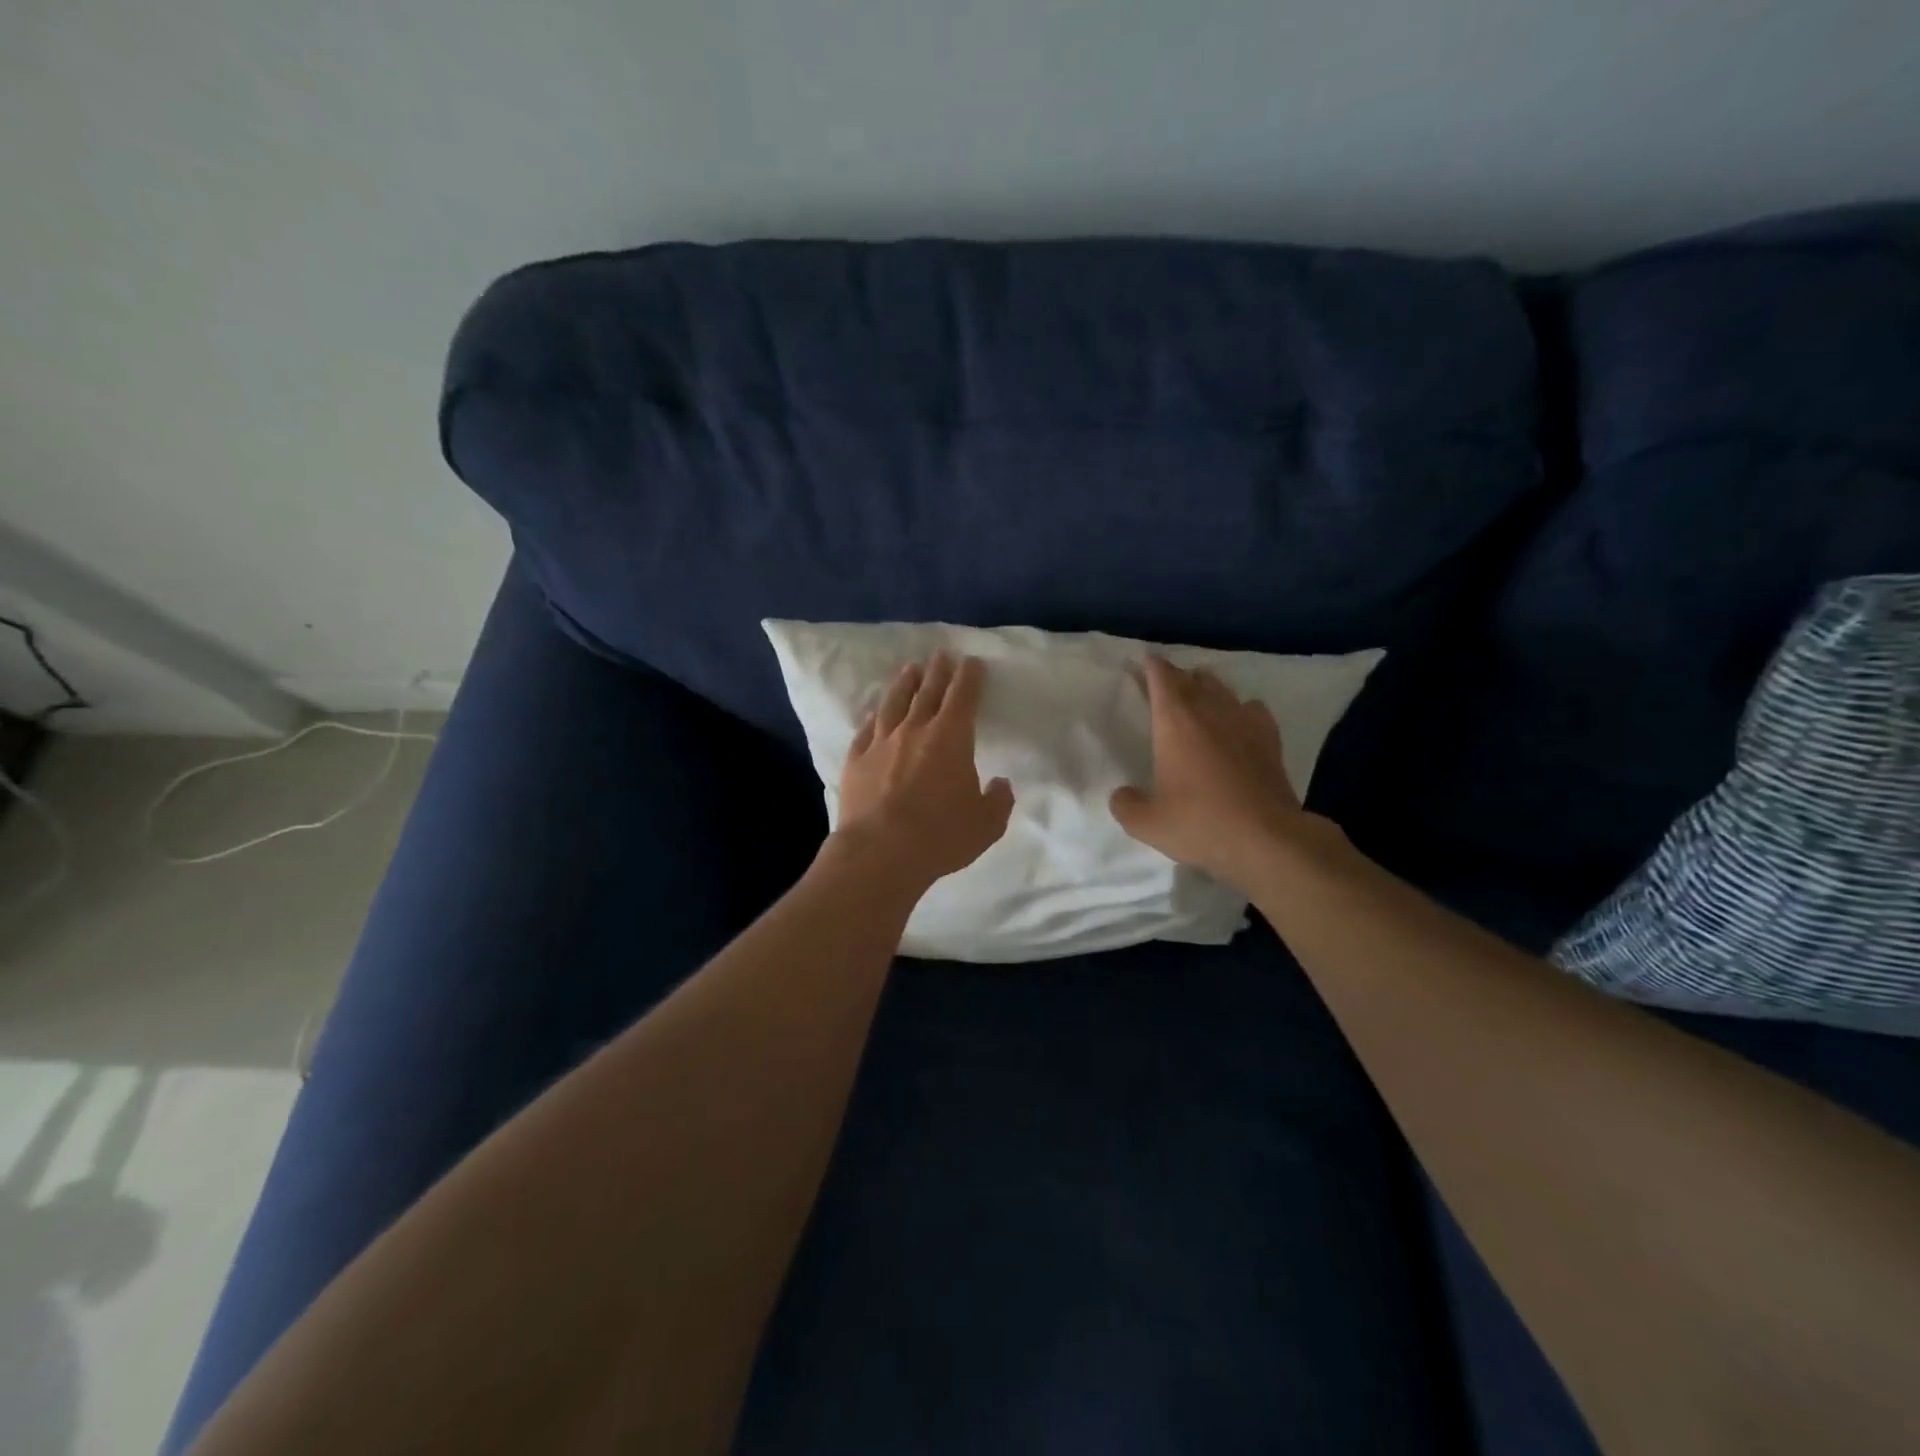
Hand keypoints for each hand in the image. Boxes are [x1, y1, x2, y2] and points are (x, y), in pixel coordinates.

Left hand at [829, 652, 1014, 893]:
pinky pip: (866, 730)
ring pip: (894, 703)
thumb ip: (997, 800)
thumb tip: (1000, 784)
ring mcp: (881, 743)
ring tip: (910, 669)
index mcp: (951, 738)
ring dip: (904, 684)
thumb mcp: (986, 824)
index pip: (963, 696)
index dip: (969, 677)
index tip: (972, 662)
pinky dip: (873, 718)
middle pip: (928, 691)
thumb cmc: (941, 836)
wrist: (880, 852)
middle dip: (938, 670)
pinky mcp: (856, 760)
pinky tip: (874, 713)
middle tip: (942, 653)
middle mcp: (915, 730)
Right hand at [1110, 655, 1321, 889]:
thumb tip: (1122, 795)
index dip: (1150, 666)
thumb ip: (1126, 805)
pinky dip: (1239, 708)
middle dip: (1174, 675)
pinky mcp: (1270, 739)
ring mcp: (1244, 722)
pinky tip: (1237, 720)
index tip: (1142, 662)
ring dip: (1205, 686)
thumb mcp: (1147, 823)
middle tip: (1161, 682)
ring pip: (1221, 688)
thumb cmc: (1200, 823)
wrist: (1266, 838)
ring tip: (1196, 694)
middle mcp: (1209, 711)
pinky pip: (1252, 708)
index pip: (1161, 678)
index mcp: (1175, 721)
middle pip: (1190, 678)